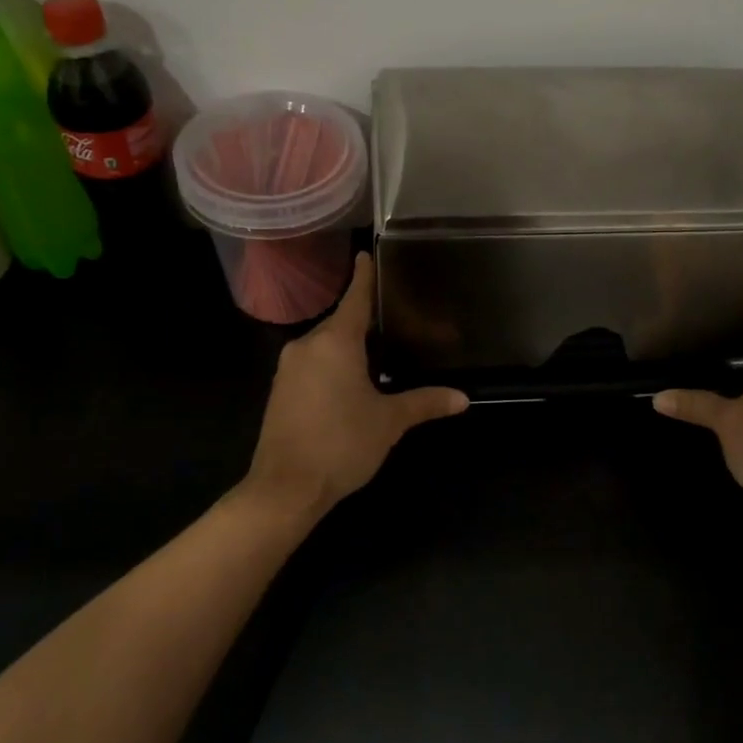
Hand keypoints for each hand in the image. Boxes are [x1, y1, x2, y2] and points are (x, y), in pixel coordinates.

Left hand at [245, 252, 467, 524]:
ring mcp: (288, 369)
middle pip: (340, 323)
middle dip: (364, 320)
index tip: (366, 253)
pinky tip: (351, 382)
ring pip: (325, 346)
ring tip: (378, 351)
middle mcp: (307, 346)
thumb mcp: (389, 422)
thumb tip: (463, 399)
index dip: (363, 276)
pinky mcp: (280, 391)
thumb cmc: (341, 443)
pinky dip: (332, 365)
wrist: (284, 488)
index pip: (354, 298)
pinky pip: (312, 365)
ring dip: (348, 346)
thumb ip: (424, 402)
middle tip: (394, 319)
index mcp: (335, 342)